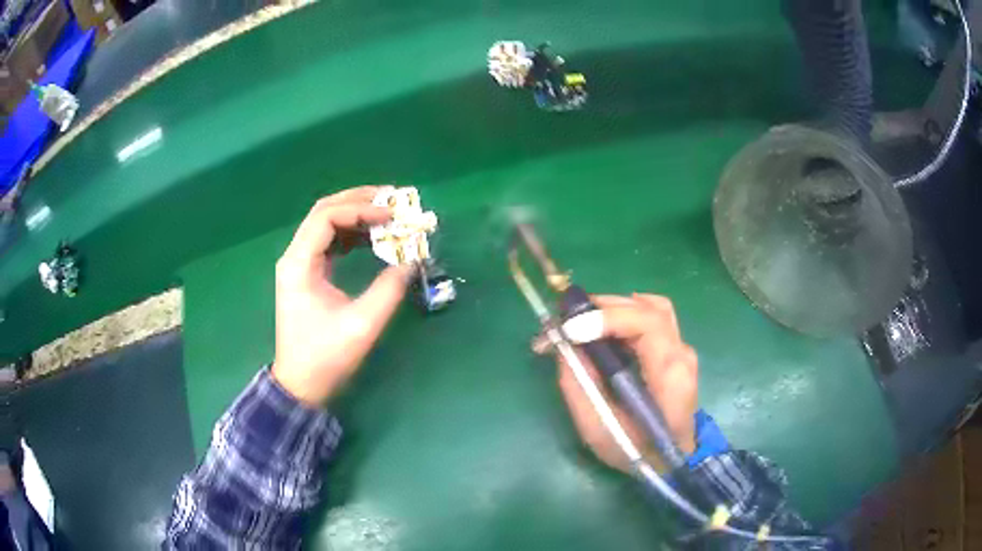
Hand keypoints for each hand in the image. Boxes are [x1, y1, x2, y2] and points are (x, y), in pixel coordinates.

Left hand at [272, 186, 412, 405]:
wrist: (301, 383)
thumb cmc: (326, 357)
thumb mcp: (361, 325)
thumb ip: (388, 290)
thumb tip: (412, 261)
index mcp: (299, 264)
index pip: (326, 218)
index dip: (360, 209)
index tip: (392, 215)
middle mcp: (295, 256)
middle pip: (324, 212)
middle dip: (358, 201)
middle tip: (393, 199)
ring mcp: (300, 264)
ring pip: (327, 225)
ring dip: (356, 215)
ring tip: (388, 214)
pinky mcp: (309, 274)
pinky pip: (330, 242)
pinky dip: (352, 235)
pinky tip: (374, 237)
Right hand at [535, 294, 698, 471]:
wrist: (672, 462)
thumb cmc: (636, 450)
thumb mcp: (599, 429)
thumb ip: (579, 386)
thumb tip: (563, 345)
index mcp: (670, 374)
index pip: (648, 323)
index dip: (608, 318)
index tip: (571, 329)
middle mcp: (681, 353)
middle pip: (648, 308)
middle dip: (604, 307)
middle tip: (566, 320)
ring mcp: (681, 350)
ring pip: (651, 307)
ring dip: (614, 308)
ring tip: (583, 323)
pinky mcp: (674, 351)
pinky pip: (651, 319)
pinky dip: (624, 316)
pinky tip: (603, 330)